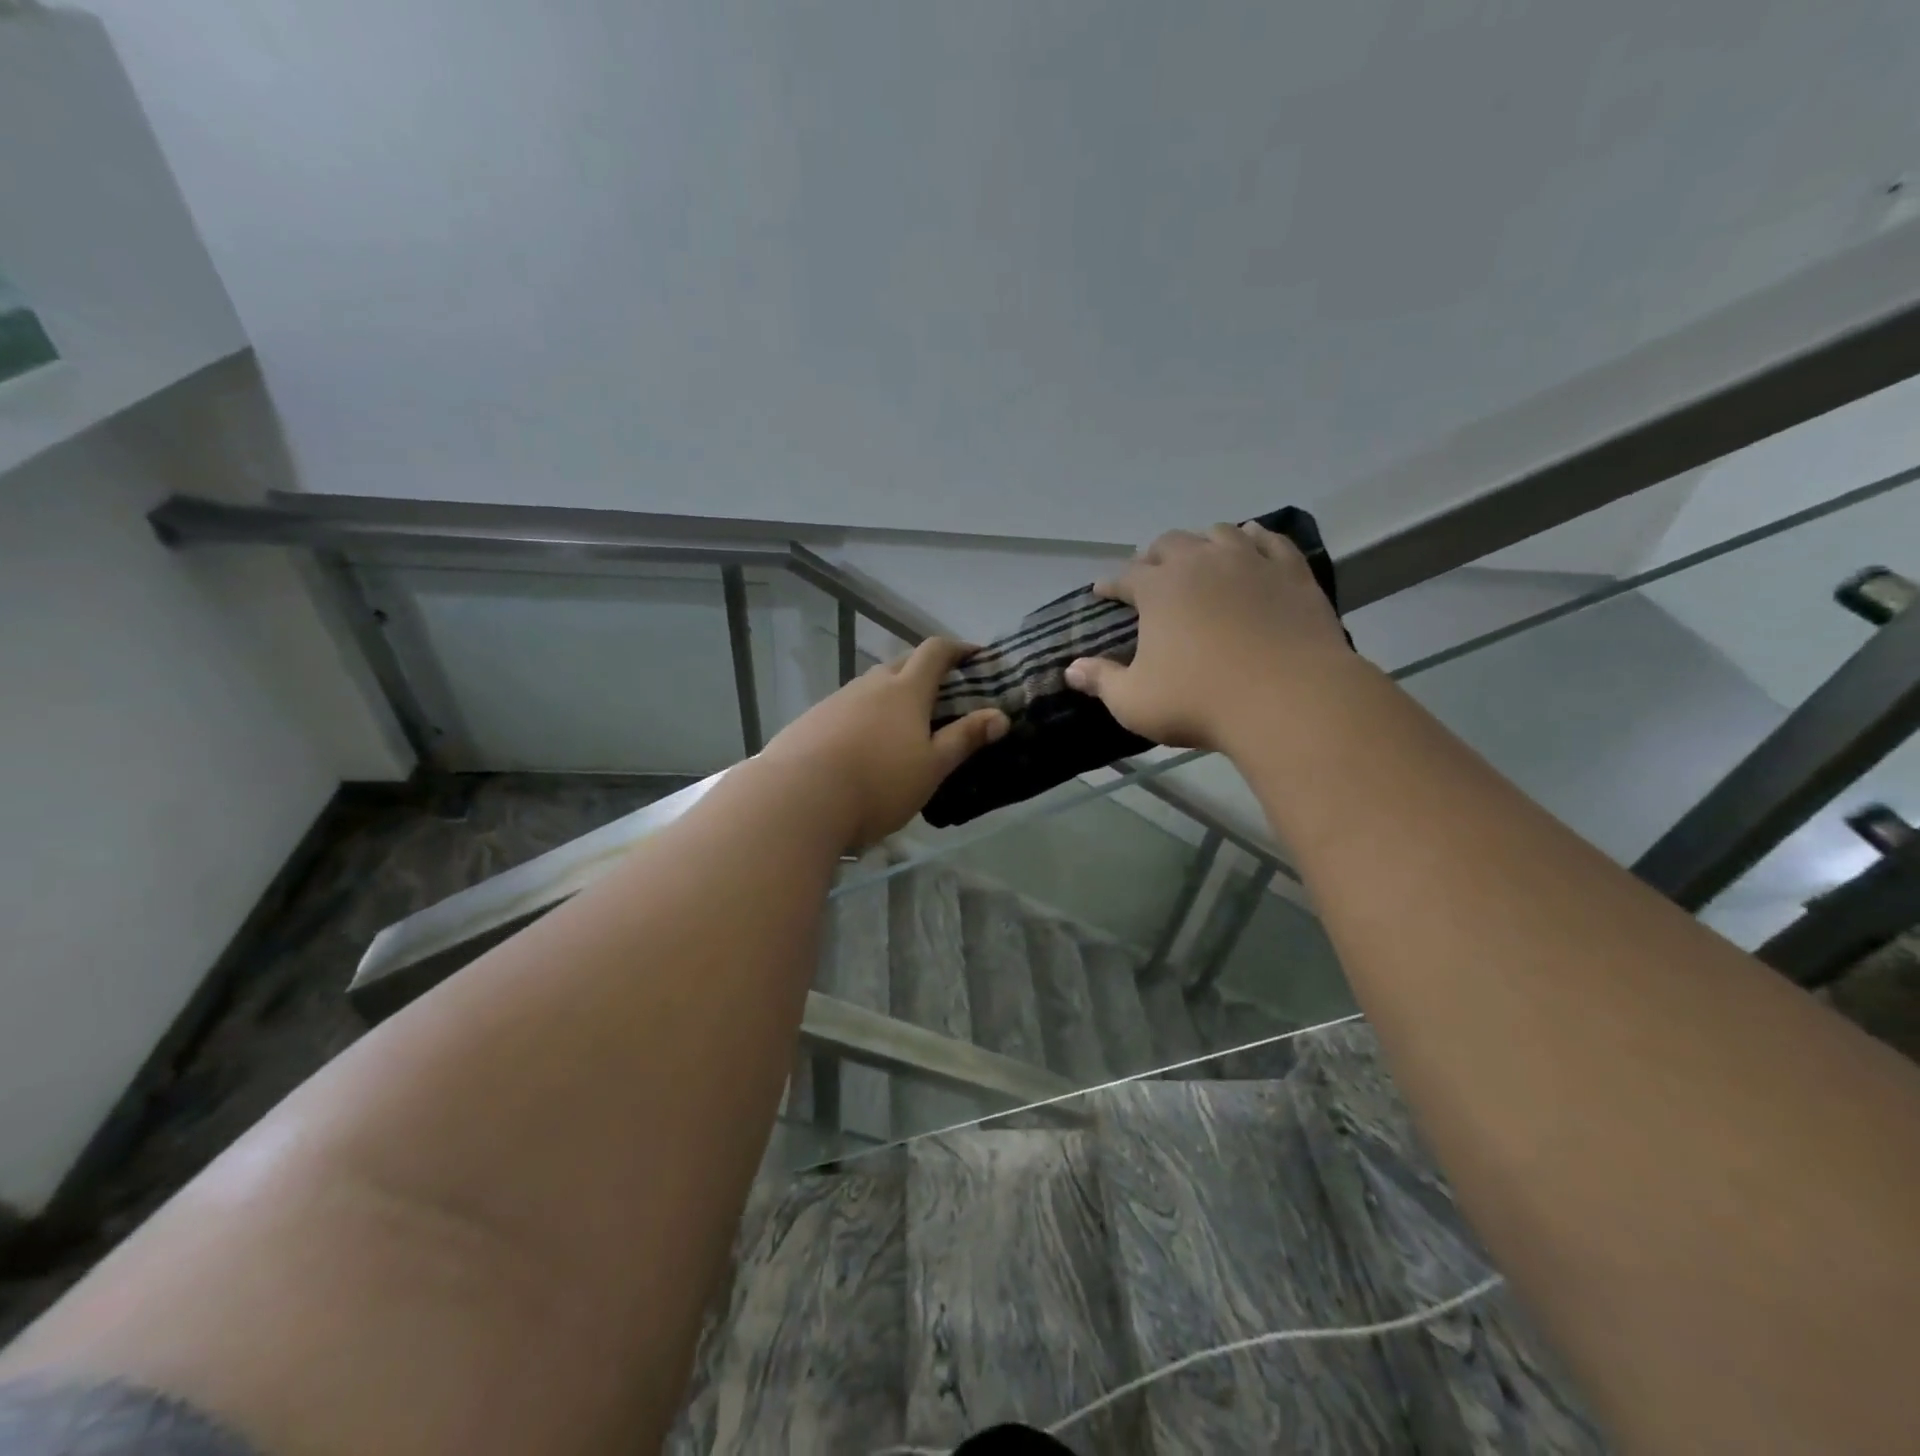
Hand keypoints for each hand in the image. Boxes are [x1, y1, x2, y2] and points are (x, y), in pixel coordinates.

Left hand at [759, 637, 1009, 848]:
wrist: (797, 799)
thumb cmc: (878, 784)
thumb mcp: (932, 767)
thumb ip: (965, 738)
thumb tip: (1000, 715)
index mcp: (905, 690)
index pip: (935, 652)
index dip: (958, 649)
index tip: (975, 656)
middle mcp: (870, 685)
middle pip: (902, 663)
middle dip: (925, 671)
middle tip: (942, 694)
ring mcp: (836, 700)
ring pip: (871, 686)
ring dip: (891, 694)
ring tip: (902, 726)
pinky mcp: (811, 720)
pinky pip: (847, 707)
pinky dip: (864, 715)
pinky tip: (861, 745)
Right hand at [1064, 522, 1351, 751]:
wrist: (1288, 699)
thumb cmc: (1199, 703)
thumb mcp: (1134, 701)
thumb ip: (1101, 681)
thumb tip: (1071, 670)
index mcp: (1158, 588)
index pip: (1125, 576)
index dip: (1111, 584)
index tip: (1103, 592)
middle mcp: (1200, 562)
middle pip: (1169, 543)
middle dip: (1153, 556)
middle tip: (1149, 573)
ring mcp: (1249, 562)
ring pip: (1219, 533)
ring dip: (1201, 542)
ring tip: (1199, 556)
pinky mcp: (1291, 572)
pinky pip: (1270, 541)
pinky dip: (1254, 538)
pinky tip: (1251, 541)